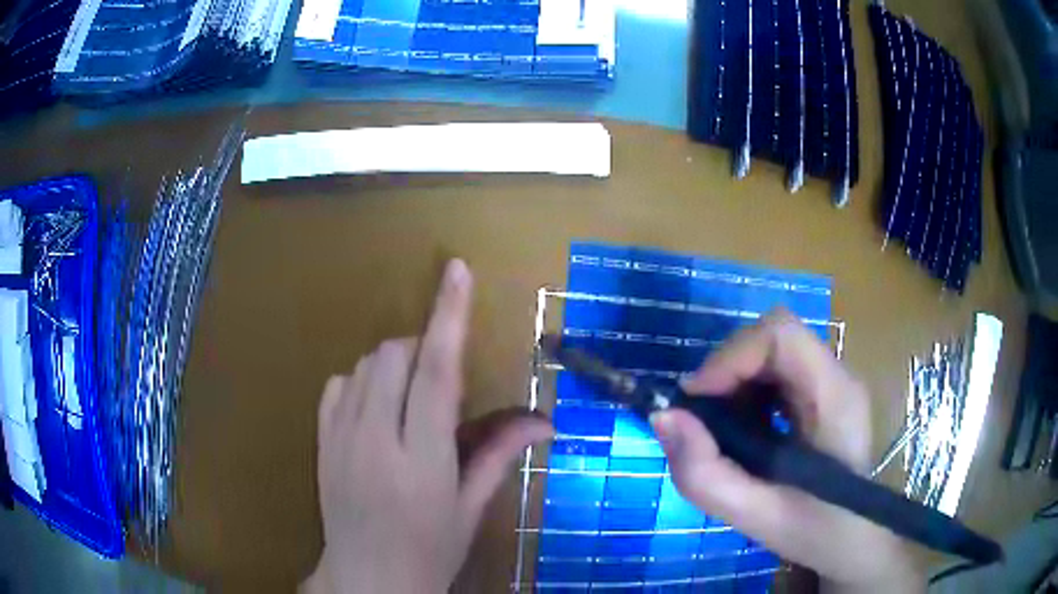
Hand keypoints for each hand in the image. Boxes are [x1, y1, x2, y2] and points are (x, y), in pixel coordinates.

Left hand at [302, 260, 553, 593]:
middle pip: (395, 354)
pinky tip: (375, 410)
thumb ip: (500, 454)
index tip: (457, 271)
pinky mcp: (321, 440)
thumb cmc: (429, 549)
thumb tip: (544, 421)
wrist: (366, 577)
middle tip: (440, 385)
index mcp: (422, 459)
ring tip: (409, 402)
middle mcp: (376, 438)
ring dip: (395, 365)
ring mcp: (340, 437)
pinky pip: (339, 383)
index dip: (449, 315)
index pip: (437, 372)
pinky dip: (362, 381)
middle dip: (423, 349)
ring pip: (365, 364)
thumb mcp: (470, 508)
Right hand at [650, 310, 922, 592]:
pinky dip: (747, 392)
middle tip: (701, 420)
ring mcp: (831, 382)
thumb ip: (705, 474)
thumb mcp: (754, 516)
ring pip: (771, 351)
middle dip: (727, 370)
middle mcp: (837, 376)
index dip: (731, 355)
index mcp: (834, 397)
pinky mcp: (822, 393)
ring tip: (720, 430)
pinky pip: (776, 371)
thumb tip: (664, 418)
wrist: (854, 539)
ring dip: (735, 381)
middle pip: (773, 337)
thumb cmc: (816, 531)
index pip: (781, 333)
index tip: (696, 400)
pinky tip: (743, 431)